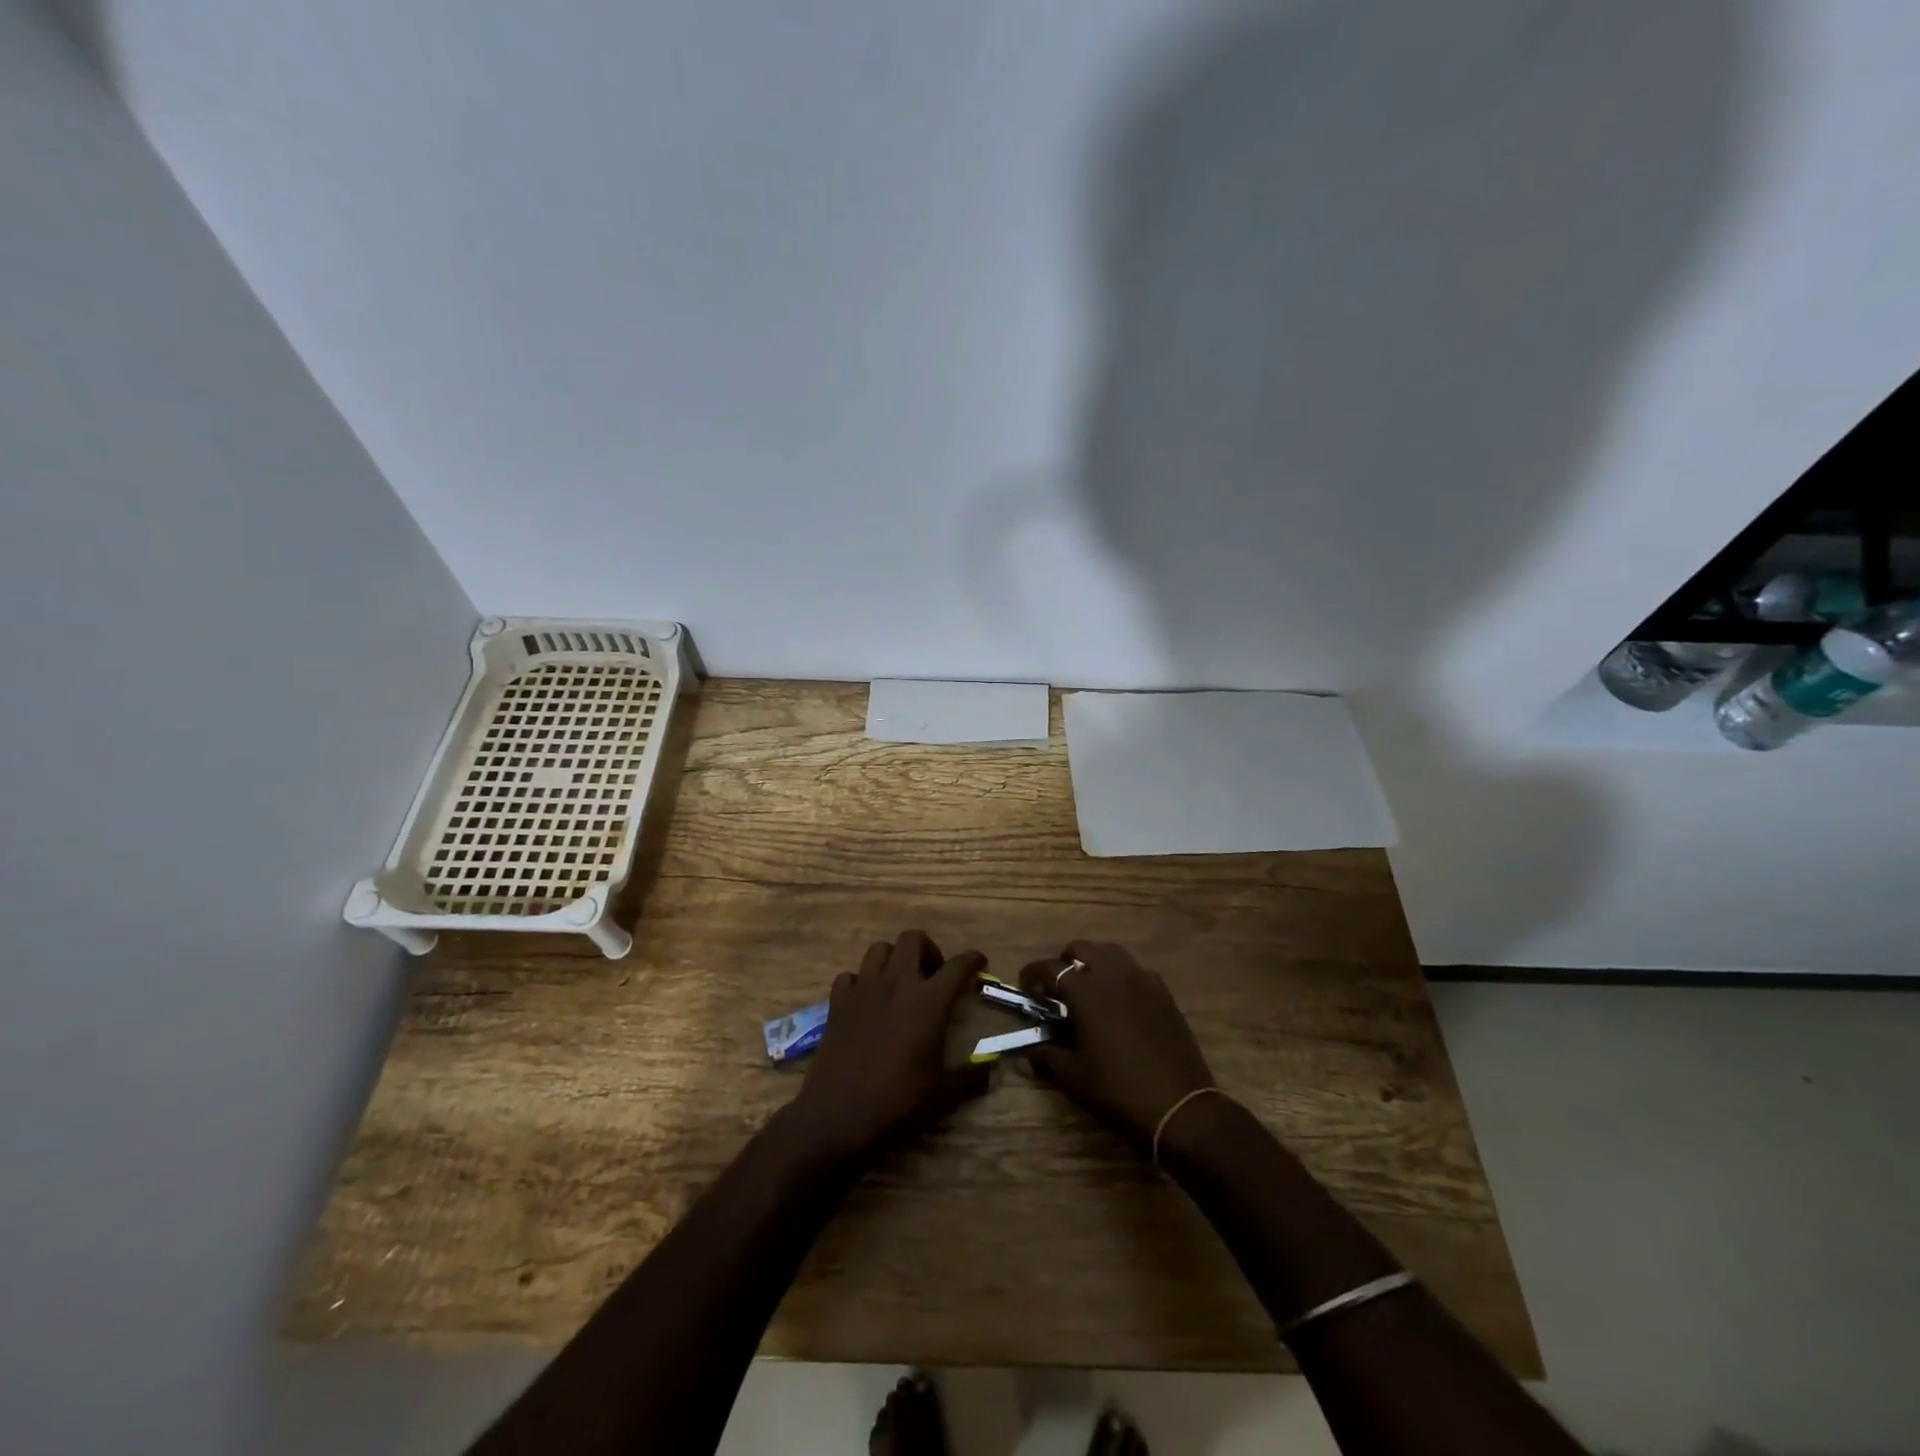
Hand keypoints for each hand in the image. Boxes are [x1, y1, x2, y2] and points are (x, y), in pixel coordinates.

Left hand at [785, 930, 990, 1166]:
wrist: (837, 1117)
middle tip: (934, 976)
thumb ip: (972, 1077)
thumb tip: (993, 1069)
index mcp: (928, 1002)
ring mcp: (863, 989)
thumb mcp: (943, 1096)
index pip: (958, 966)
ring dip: (894, 959)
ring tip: (900, 983)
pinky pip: (850, 976)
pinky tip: (867, 1002)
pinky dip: (861, 982)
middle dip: (928, 950)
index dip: (973, 960)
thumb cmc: (897, 1104)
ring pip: (880, 949)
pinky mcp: (837, 1003)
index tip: (979, 963)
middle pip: (913, 939)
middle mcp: (897, 984)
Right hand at [1019, 940, 1214, 1150]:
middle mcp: (1113, 974)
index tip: (1026, 986)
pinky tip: (1120, 1003)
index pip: (1050, 968)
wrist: (1180, 1106)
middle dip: (1064, 962)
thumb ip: (1048, 1056)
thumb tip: (1026, 1054)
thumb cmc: (1119, 1090)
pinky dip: (1120, 976)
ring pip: (1110, 953)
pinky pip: (1135, 970)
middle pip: (1082, 949)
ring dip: (1094, 963)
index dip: (1033, 974)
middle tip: (1058, 988)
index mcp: (1086, 990)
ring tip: (1088, 990)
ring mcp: (1142, 979)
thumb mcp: (1075, 1077)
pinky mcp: (1163, 992)